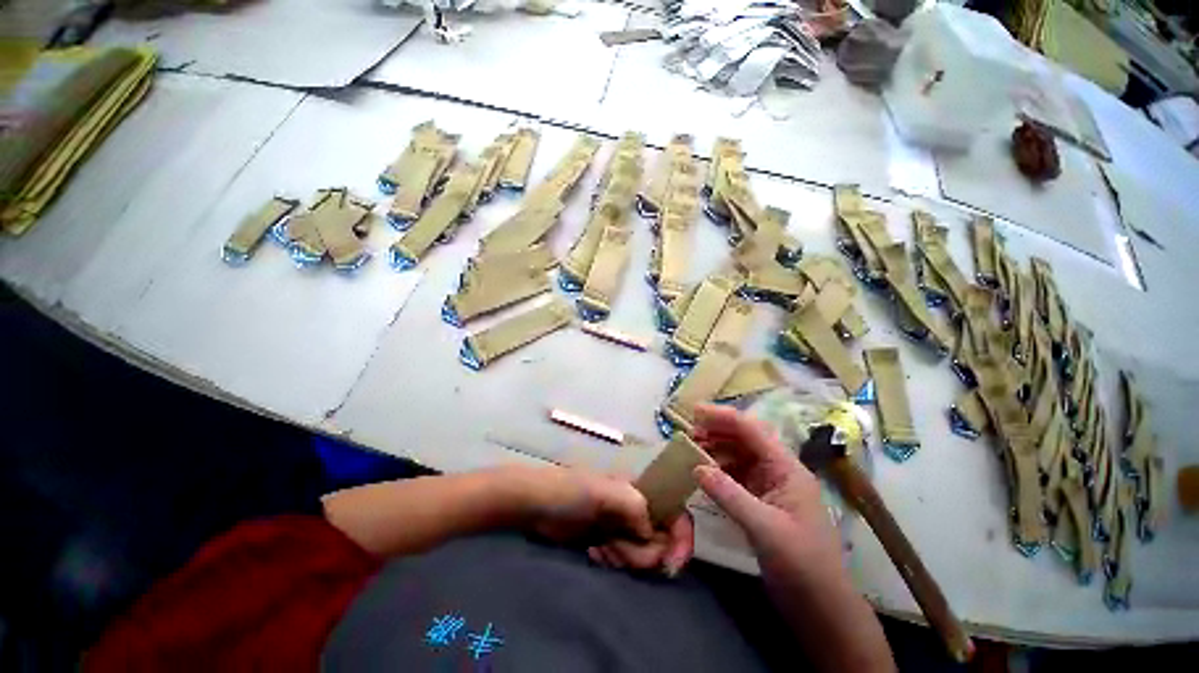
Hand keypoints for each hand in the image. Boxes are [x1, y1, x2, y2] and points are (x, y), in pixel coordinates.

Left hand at [514, 466, 693, 575]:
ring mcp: (623, 529)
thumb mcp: (604, 492)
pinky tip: (593, 552)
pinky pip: (625, 563)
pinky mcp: (609, 544)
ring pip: (643, 557)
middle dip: (641, 554)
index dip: (682, 540)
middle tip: (614, 547)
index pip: (676, 514)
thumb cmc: (572, 491)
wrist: (538, 505)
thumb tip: (653, 536)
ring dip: (624, 559)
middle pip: (662, 543)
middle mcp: (637, 511)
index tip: (670, 566)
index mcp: (641, 493)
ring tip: (599, 547)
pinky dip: (612, 562)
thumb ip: (634, 507)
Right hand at [690, 405, 840, 567]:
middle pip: (745, 439)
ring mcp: (769, 486)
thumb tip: (696, 467)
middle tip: (689, 432)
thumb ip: (729, 494)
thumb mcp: (764, 528)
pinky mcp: (761, 502)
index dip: (723, 417)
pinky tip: (703, 472)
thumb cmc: (801, 563)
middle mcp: (778, 471)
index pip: (752, 431)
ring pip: (738, 456)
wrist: (820, 605)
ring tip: (692, 448)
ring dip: (716, 449)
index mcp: (786, 468)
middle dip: (717, 431)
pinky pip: (736, 476)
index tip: (695, 411)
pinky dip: (718, 470)